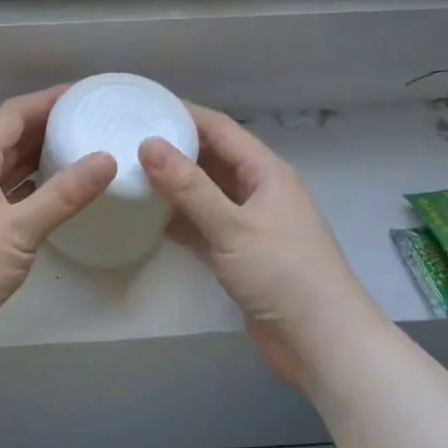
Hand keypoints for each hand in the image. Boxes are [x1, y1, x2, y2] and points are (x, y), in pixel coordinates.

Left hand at [0, 86, 116, 358]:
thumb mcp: (19, 227)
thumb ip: (63, 194)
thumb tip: (107, 160)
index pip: (12, 114)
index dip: (47, 100)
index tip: (84, 94)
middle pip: (9, 139)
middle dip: (47, 127)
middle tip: (89, 123)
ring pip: (7, 170)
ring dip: (39, 160)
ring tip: (80, 153)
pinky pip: (8, 197)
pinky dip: (32, 191)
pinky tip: (55, 198)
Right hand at [138, 105, 382, 385]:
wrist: (321, 342)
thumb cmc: (283, 275)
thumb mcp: (231, 226)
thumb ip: (188, 186)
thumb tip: (148, 144)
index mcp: (266, 172)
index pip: (220, 129)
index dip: (184, 114)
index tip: (143, 105)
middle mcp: (258, 191)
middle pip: (212, 158)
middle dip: (174, 147)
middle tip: (127, 138)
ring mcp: (249, 223)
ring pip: (205, 192)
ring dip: (174, 184)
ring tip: (129, 171)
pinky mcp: (239, 254)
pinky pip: (203, 224)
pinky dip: (179, 218)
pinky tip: (148, 216)